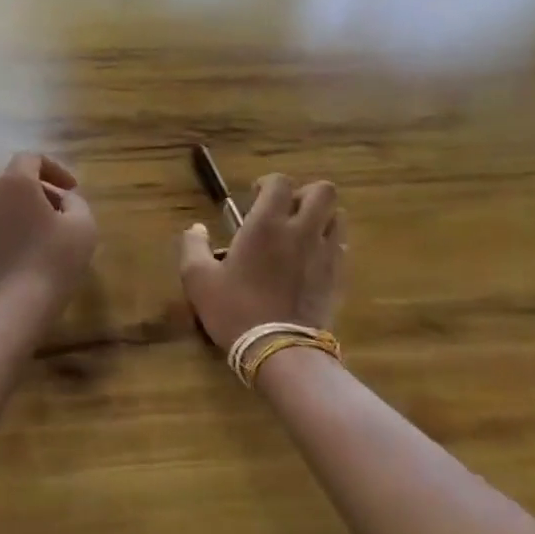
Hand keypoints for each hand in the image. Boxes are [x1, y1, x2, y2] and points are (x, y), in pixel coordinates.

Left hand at [0, 153, 97, 317]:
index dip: (55, 168)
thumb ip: (76, 202)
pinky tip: (29, 247)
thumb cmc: (54, 260)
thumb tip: (63, 199)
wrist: (14, 305)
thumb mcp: (83, 225)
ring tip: (45, 227)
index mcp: (14, 182)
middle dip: (37, 184)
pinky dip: (11, 223)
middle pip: (11, 175)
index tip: (73, 189)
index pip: (31, 158)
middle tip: (58, 204)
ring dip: (22, 204)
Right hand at [179, 174, 342, 352]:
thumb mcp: (198, 279)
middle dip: (305, 194)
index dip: (269, 183)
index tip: (255, 197)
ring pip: (338, 217)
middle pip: (323, 191)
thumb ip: (193, 247)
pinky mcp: (338, 276)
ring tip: (301, 235)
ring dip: (321, 218)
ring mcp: (325, 253)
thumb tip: (196, 228)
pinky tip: (310, 262)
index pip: (281, 182)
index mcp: (267, 224)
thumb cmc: (234, 309)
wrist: (279, 350)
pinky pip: (341, 247)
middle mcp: (302, 230)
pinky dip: (328, 245)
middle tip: (286, 212)